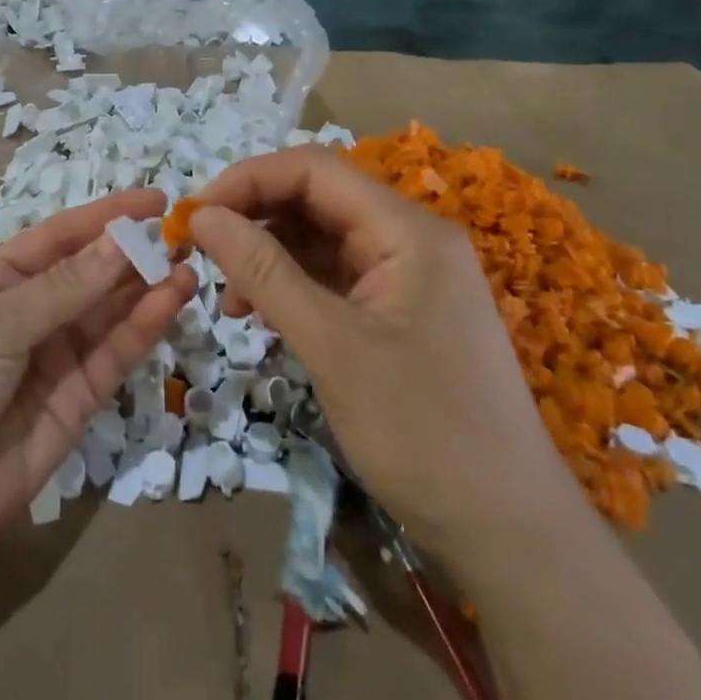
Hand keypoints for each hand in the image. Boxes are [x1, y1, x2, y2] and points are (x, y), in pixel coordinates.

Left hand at [0, 191, 196, 596]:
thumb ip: (65, 286)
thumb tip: (123, 239)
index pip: (59, 237)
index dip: (106, 216)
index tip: (156, 200)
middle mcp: (28, 313)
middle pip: (89, 273)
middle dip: (133, 253)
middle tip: (184, 235)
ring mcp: (53, 358)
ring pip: (108, 313)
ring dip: (146, 288)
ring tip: (188, 265)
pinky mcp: (76, 403)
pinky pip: (113, 356)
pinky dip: (143, 329)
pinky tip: (172, 301)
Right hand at [189, 147, 565, 548]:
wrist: (506, 529)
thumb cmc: (421, 431)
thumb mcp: (331, 345)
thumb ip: (265, 272)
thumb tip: (202, 215)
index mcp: (407, 230)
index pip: (314, 170)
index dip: (249, 180)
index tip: (195, 216)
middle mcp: (409, 239)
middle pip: (317, 199)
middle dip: (255, 218)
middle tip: (201, 254)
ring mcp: (406, 276)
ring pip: (321, 239)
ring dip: (269, 256)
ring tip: (230, 300)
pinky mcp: (398, 312)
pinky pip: (334, 278)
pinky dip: (292, 288)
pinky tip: (262, 316)